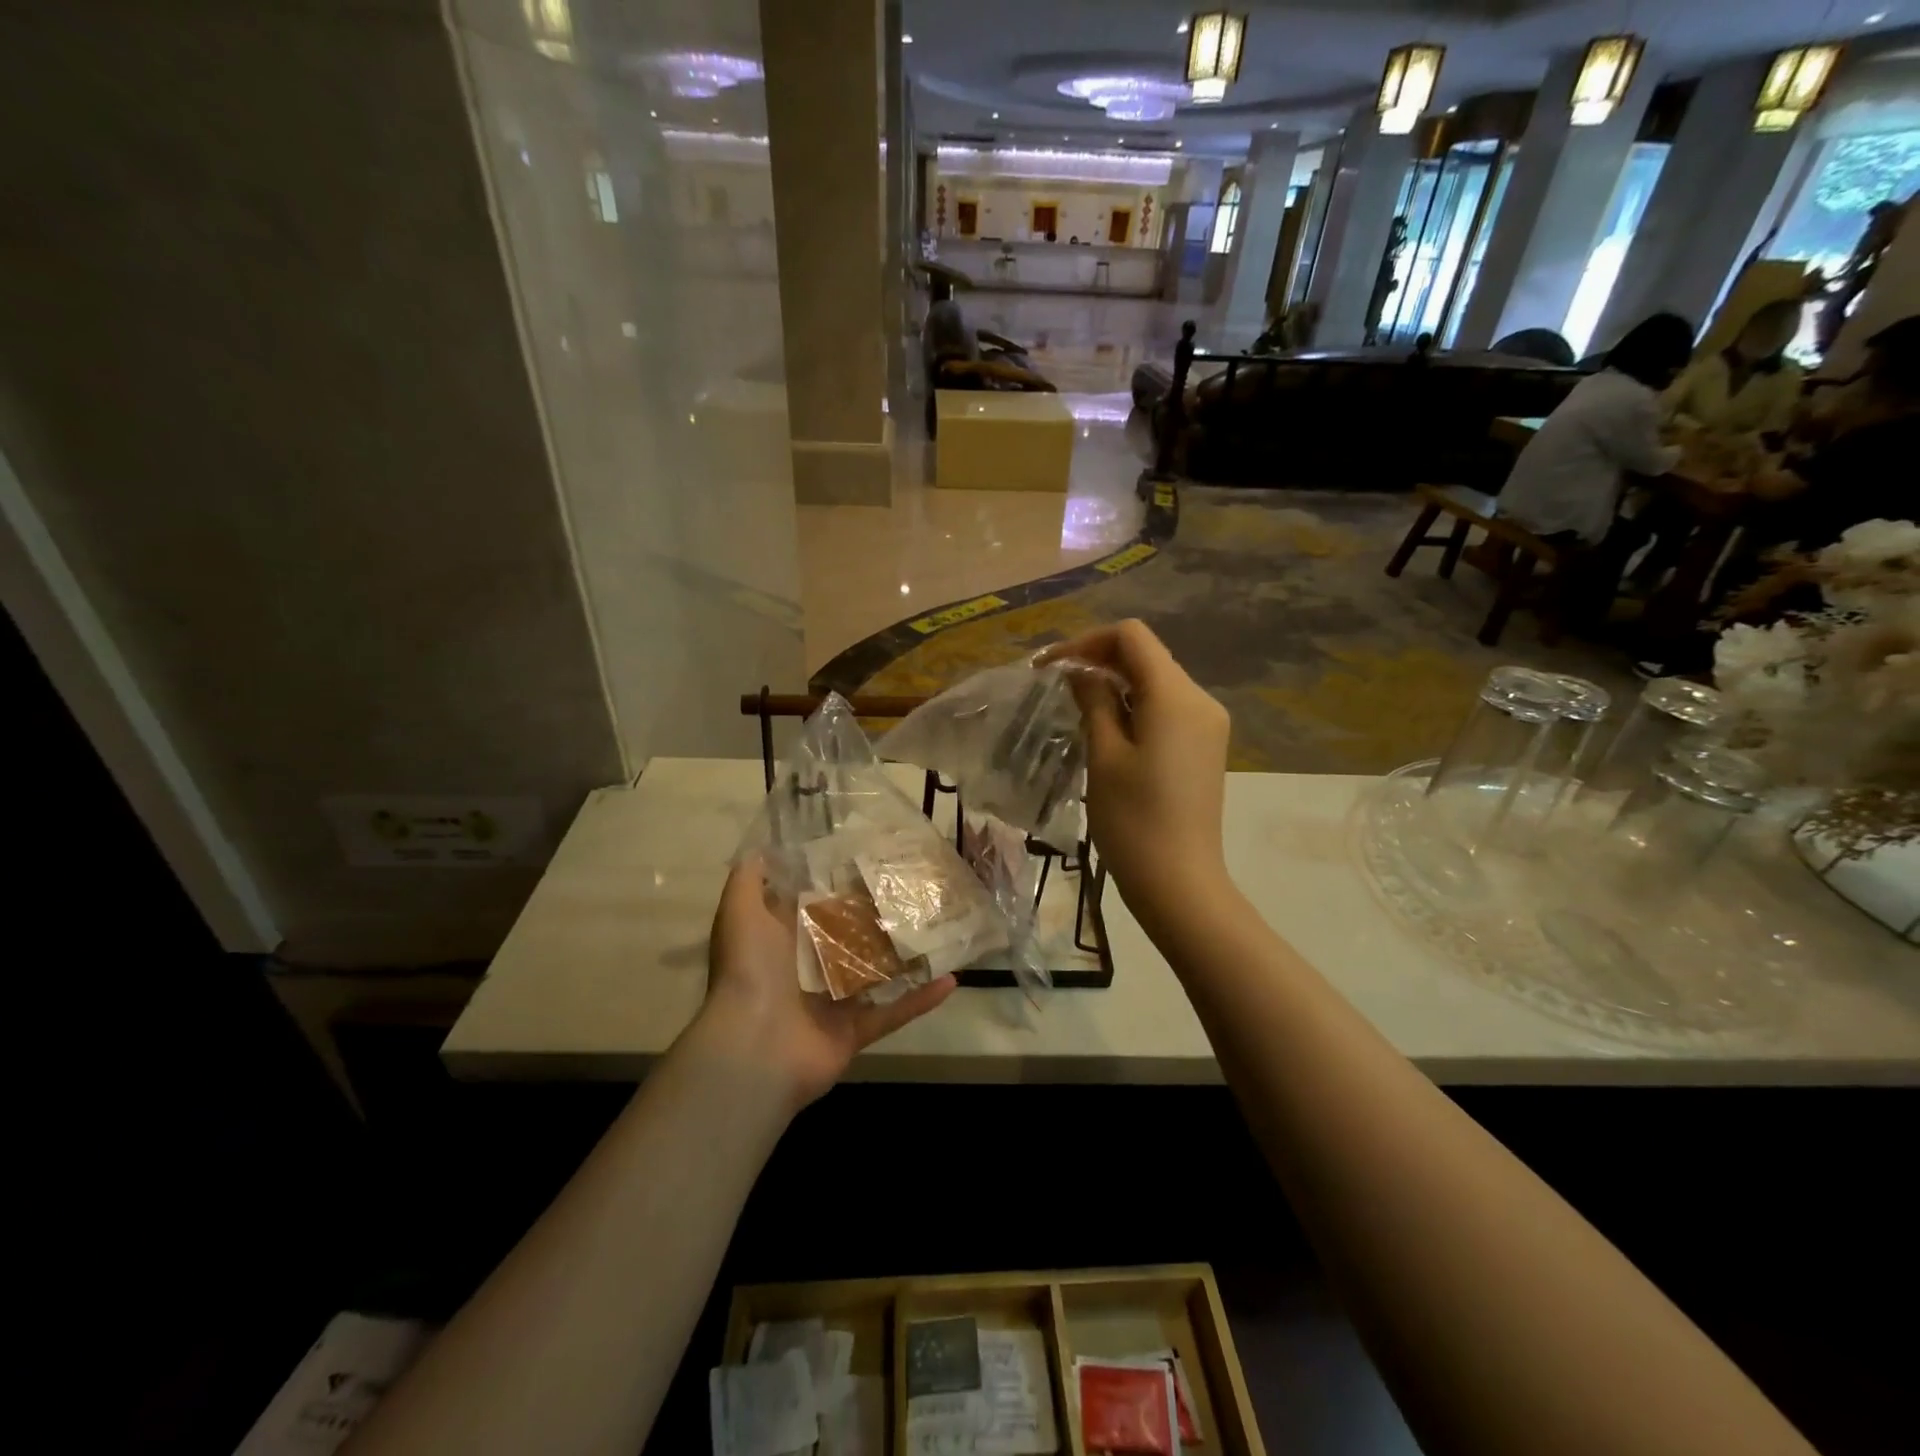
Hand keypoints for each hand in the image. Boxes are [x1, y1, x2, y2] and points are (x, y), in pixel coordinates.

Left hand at [697, 858, 955, 1109]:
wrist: (752, 1047)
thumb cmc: (750, 971)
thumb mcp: (739, 913)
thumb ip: (748, 880)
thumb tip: (763, 848)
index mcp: (784, 941)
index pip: (816, 905)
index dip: (841, 884)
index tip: (874, 857)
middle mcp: (809, 969)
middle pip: (850, 937)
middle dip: (879, 916)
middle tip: (918, 889)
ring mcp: (834, 1003)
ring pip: (876, 974)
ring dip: (905, 956)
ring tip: (942, 928)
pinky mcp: (854, 1031)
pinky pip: (894, 1013)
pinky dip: (921, 1000)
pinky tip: (952, 979)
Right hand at [1044, 620, 1231, 931]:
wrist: (1179, 882)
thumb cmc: (1133, 820)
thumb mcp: (1104, 755)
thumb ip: (1094, 702)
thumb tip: (1082, 673)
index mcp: (1175, 695)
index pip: (1132, 637)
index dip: (1087, 642)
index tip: (1051, 667)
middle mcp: (1200, 700)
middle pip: (1147, 656)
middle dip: (1100, 661)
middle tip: (1056, 685)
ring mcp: (1207, 725)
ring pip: (1156, 682)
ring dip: (1116, 684)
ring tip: (1076, 707)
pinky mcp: (1205, 747)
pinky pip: (1167, 709)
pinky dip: (1135, 706)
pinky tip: (1108, 728)